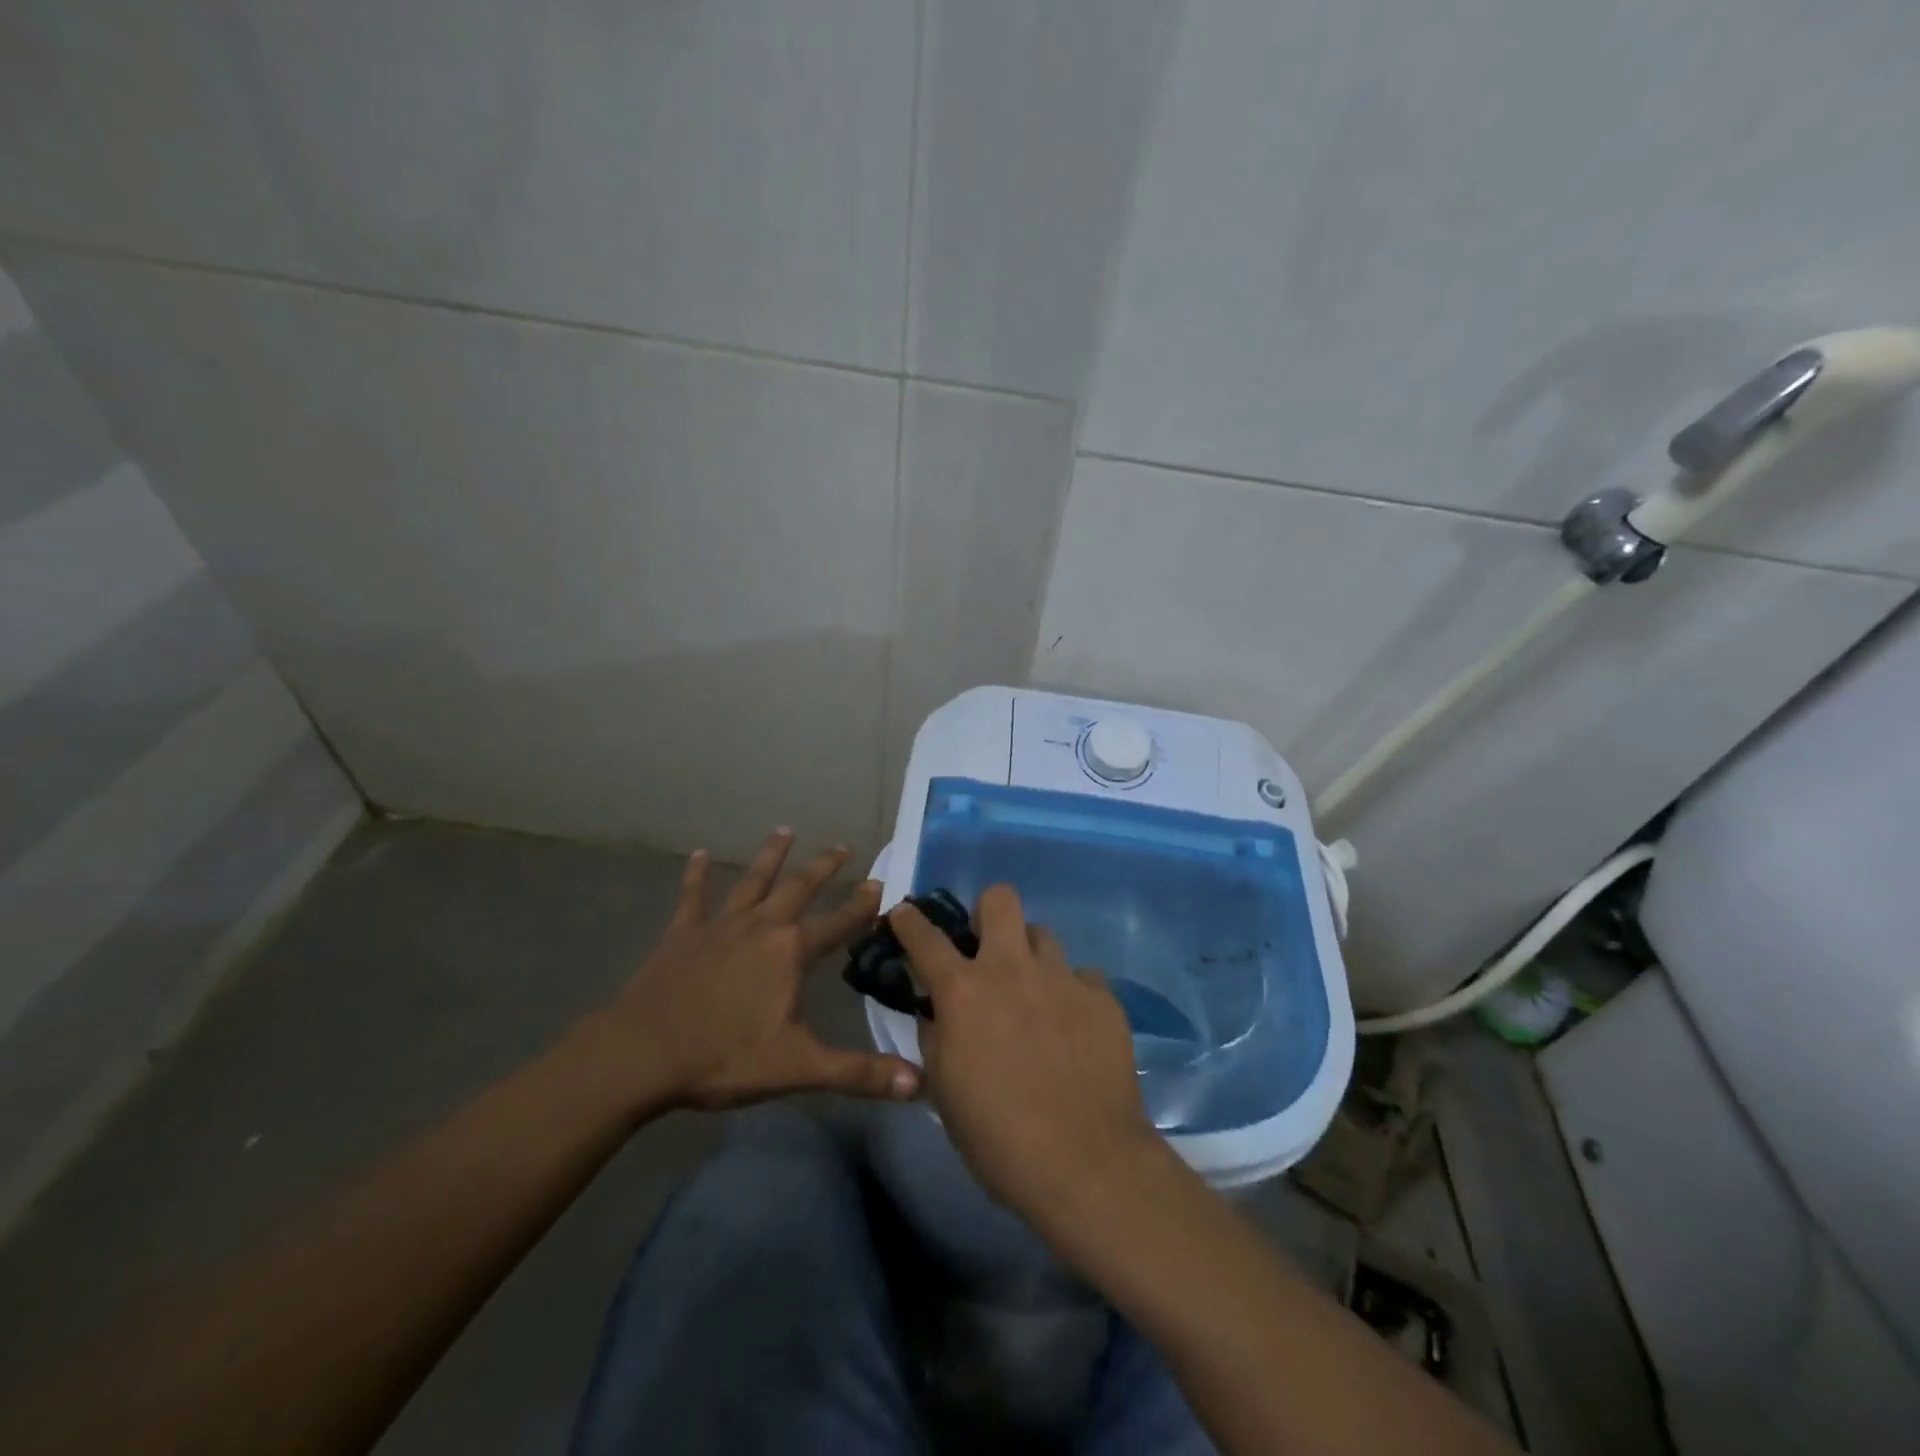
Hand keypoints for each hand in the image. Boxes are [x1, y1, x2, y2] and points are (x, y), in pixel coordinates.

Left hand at [586, 830, 922, 1113]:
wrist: (641, 1055)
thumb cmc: (723, 1058)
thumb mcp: (797, 1068)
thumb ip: (859, 1073)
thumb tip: (919, 1084)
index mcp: (790, 952)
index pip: (838, 922)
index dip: (862, 905)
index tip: (881, 884)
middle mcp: (761, 926)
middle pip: (799, 887)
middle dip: (824, 867)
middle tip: (843, 846)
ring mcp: (719, 925)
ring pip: (753, 881)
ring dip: (771, 855)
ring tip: (785, 830)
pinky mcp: (682, 933)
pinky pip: (692, 896)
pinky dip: (697, 874)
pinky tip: (699, 854)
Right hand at [890, 885, 1158, 1222]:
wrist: (1086, 1163)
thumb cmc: (999, 1137)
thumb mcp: (944, 1091)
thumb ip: (936, 1036)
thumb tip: (936, 1010)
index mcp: (964, 992)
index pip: (925, 937)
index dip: (909, 920)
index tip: (904, 913)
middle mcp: (1011, 969)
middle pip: (1000, 899)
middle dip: (988, 914)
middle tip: (987, 949)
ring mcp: (1062, 978)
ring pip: (1043, 935)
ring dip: (1030, 957)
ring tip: (1035, 995)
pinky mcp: (1102, 997)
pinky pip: (1082, 977)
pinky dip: (1072, 994)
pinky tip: (1074, 1028)